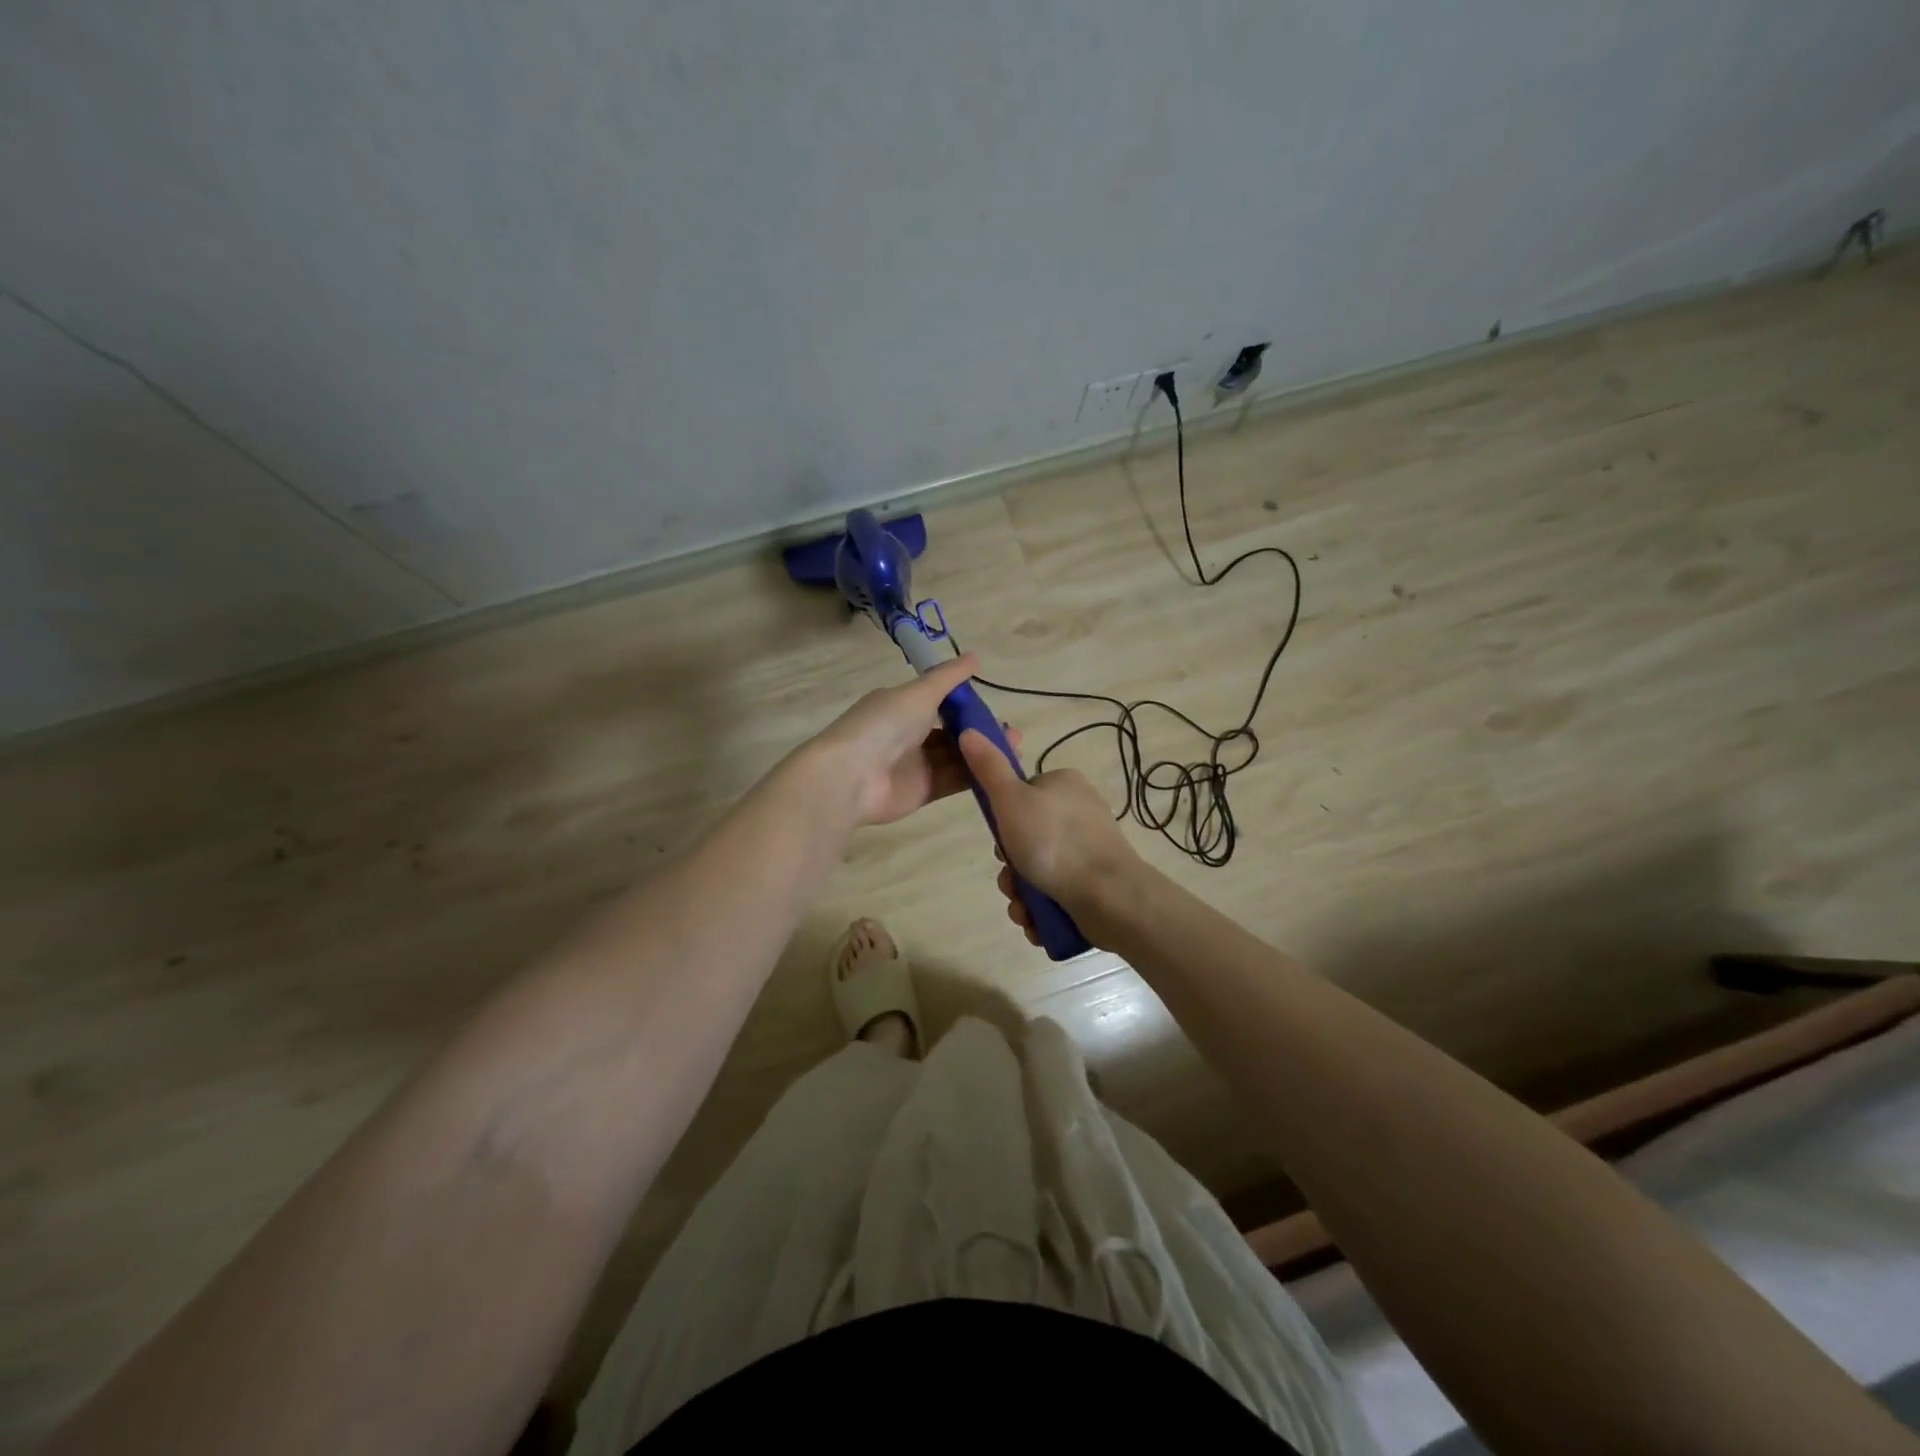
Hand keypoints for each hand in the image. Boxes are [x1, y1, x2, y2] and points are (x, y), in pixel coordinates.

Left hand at [804, 654, 1021, 827]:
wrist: (851, 776)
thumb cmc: (884, 725)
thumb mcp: (919, 693)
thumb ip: (948, 678)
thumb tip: (975, 657)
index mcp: (902, 706)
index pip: (941, 702)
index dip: (969, 706)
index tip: (996, 708)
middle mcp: (908, 734)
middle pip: (952, 732)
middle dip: (981, 732)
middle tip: (1013, 734)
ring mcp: (915, 764)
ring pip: (957, 757)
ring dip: (983, 753)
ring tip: (1014, 750)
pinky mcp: (922, 791)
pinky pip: (953, 781)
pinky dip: (975, 775)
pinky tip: (1000, 771)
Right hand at [956, 730, 1143, 942]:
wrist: (1109, 897)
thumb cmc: (1055, 842)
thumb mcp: (1011, 799)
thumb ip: (988, 768)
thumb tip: (969, 731)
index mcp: (1064, 785)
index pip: (1020, 796)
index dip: (1002, 822)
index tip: (1000, 841)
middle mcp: (1079, 813)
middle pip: (1025, 839)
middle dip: (1011, 868)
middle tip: (1011, 882)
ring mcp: (1089, 850)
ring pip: (1037, 871)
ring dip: (1021, 894)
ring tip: (1024, 909)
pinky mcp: (1095, 883)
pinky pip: (1055, 894)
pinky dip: (1041, 910)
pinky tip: (1037, 922)